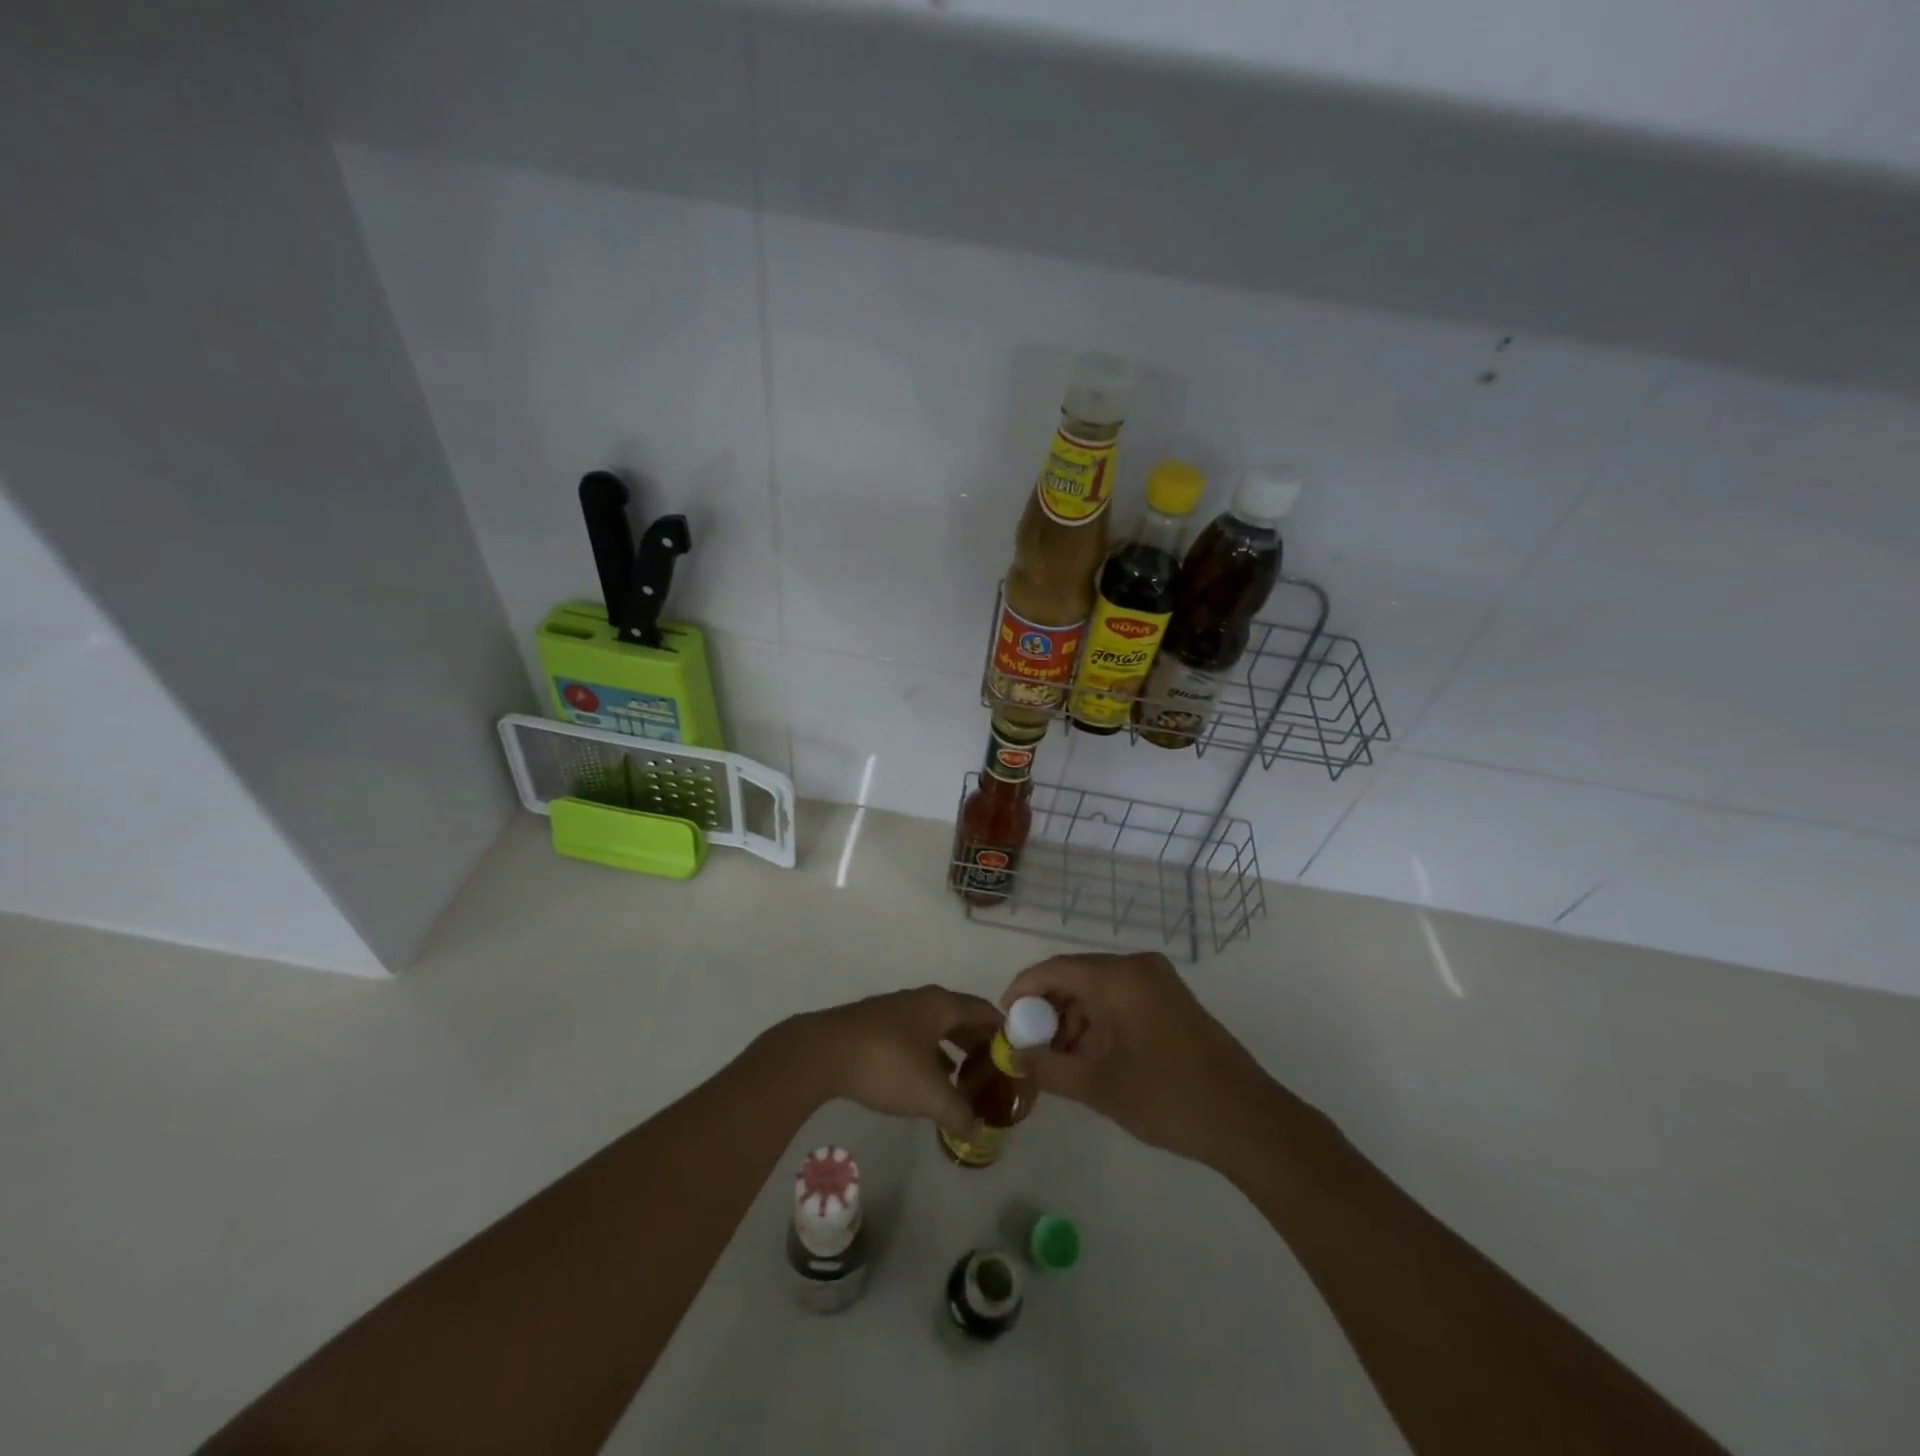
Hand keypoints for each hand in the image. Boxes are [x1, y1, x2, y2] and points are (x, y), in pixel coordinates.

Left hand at [787, 985, 1002, 1140]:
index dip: (1005, 1033)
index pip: (986, 1012)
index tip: (1018, 1059)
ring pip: (938, 1028)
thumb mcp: (929, 1095)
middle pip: (963, 1018)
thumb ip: (959, 1113)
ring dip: (955, 1050)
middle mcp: (923, 1001)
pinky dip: (932, 1055)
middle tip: (996, 1074)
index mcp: (942, 1005)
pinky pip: (917, 1036)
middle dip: (981, 1044)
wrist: (821, 1053)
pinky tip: (929, 1080)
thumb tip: (979, 1131)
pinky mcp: (877, 1027)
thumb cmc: (885, 1064)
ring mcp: (898, 1011)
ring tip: (967, 1080)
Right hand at [1001, 952, 1278, 1166]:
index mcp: (1120, 977)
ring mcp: (1159, 982)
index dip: (1023, 990)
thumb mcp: (1100, 1087)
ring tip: (1058, 1059)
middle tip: (1029, 1044)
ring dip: (1074, 1018)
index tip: (1004, 1018)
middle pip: (1077, 976)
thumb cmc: (1169, 1099)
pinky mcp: (1172, 1000)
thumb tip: (1014, 1057)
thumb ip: (1050, 1067)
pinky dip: (1100, 1021)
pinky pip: (1122, 999)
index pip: (1055, 969)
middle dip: (1048, 1009)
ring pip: (1099, 989)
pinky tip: (1089, 1057)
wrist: (1248, 1121)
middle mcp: (1138, 967)